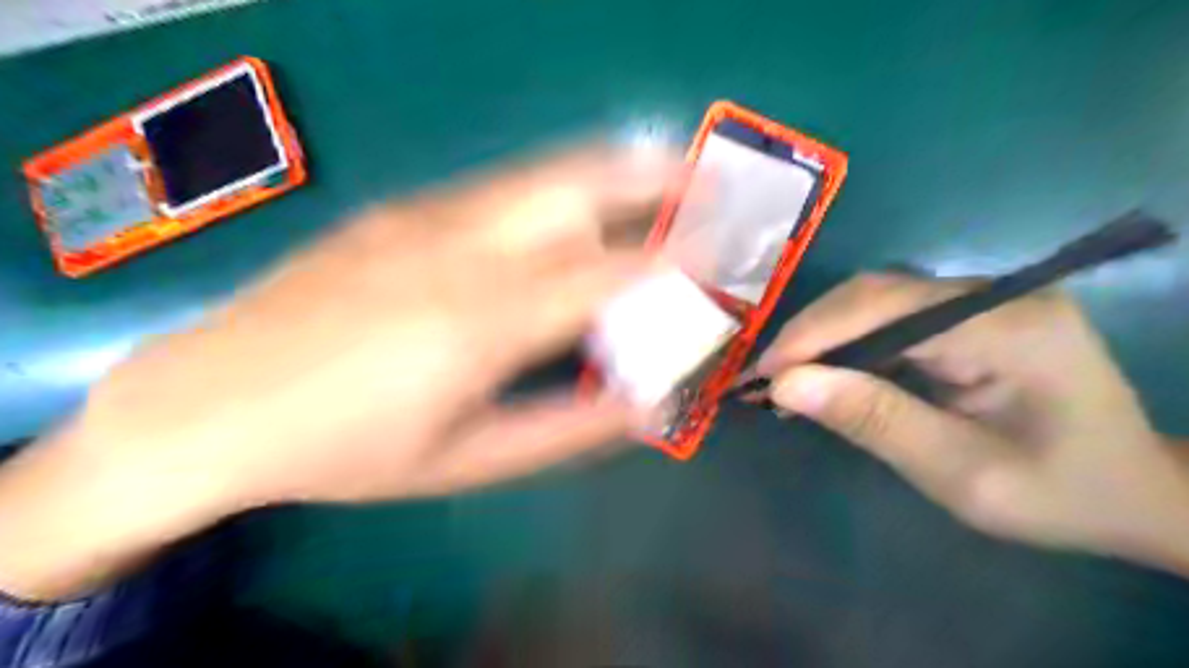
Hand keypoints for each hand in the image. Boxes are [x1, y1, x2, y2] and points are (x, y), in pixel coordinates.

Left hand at [1, 145, 682, 600]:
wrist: (209, 405)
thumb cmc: (346, 451)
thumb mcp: (467, 460)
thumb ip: (565, 428)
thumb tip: (640, 405)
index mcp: (480, 323)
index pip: (606, 275)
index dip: (674, 263)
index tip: (720, 256)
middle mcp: (458, 252)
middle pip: (574, 191)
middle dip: (648, 181)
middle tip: (699, 181)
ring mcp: (422, 220)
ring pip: (537, 178)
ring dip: (606, 175)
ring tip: (655, 172)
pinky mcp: (398, 212)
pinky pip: (496, 192)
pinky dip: (553, 193)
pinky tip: (565, 215)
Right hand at [750, 272, 1188, 572]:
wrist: (1135, 491)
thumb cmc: (1059, 493)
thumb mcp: (962, 475)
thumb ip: (874, 421)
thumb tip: (784, 385)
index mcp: (1011, 327)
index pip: (887, 308)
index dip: (815, 335)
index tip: (762, 374)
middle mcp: (997, 294)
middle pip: (877, 292)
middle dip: (811, 332)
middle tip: (764, 376)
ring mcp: (985, 298)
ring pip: (877, 298)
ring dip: (824, 334)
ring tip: (785, 375)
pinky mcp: (972, 312)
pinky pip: (892, 315)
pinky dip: (849, 341)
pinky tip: (825, 370)